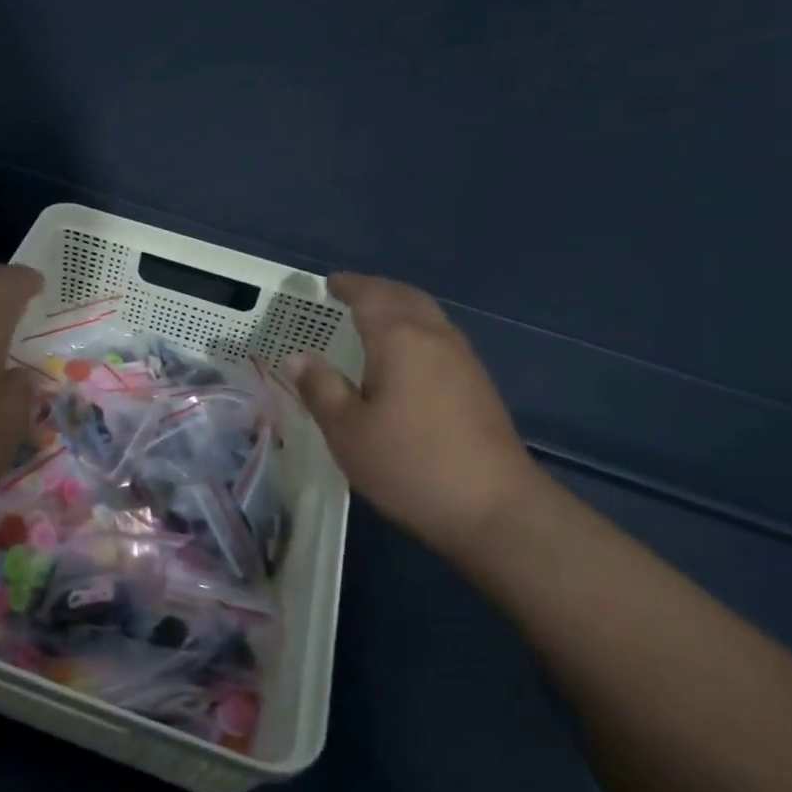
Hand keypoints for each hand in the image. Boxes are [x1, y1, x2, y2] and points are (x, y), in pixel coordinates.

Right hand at [285, 274, 541, 557]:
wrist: (494, 508)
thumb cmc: (409, 465)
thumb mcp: (347, 431)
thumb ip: (320, 388)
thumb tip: (298, 357)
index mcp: (400, 339)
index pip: (371, 296)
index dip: (349, 286)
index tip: (330, 282)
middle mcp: (436, 338)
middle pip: (406, 297)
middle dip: (377, 289)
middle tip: (351, 293)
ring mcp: (464, 361)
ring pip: (428, 316)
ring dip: (400, 308)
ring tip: (374, 318)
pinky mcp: (478, 386)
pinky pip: (440, 338)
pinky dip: (416, 331)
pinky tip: (405, 357)